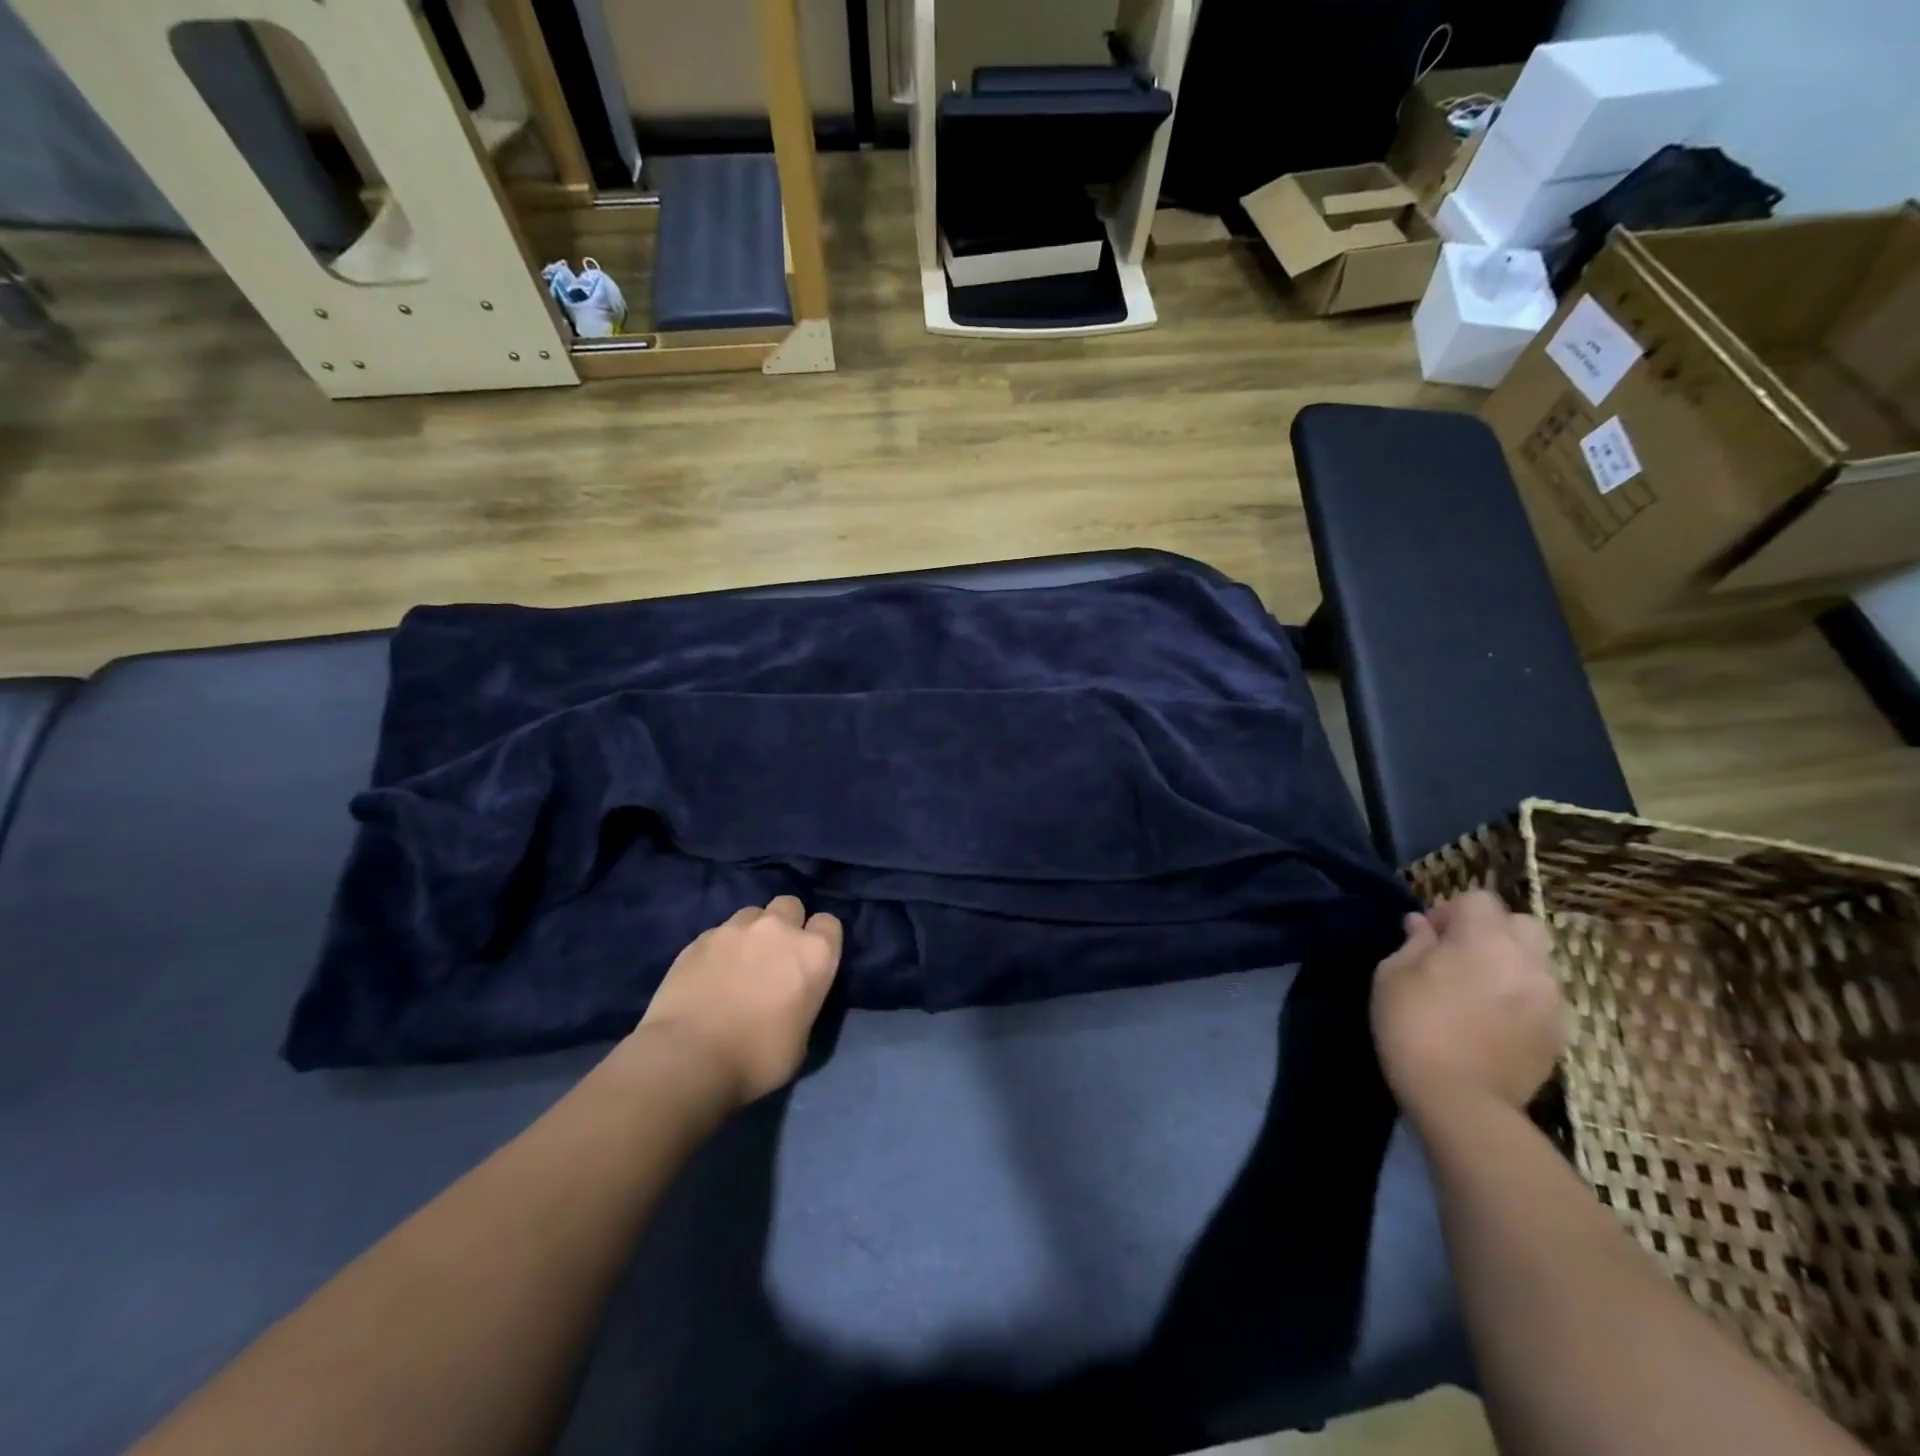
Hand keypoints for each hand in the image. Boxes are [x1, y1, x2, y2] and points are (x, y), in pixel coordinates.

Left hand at [638, 895, 842, 1106]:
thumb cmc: (756, 1059)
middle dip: (786, 924)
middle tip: (775, 956)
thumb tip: (792, 998)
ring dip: (752, 932)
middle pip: (790, 905)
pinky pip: (719, 932)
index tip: (810, 961)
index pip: (829, 924)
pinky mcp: (700, 938)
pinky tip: (709, 974)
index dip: (820, 940)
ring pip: (752, 914)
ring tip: (739, 962)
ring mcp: (736, 929)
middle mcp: (779, 929)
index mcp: (814, 953)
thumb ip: (803, 1002)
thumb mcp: (801, 1039)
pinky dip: (720, 948)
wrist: (688, 1059)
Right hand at [1371, 889, 1566, 1120]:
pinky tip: (1495, 1019)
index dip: (1450, 910)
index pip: (1478, 899)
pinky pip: (1544, 995)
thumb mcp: (1392, 976)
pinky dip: (1522, 995)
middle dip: (1493, 929)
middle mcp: (1527, 960)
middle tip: (1460, 955)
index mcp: (1484, 939)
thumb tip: (1422, 926)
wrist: (1460, 1099)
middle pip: (1521, 923)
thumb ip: (1413, 944)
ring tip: (1480, 989)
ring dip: (1511, 962)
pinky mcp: (1560, 1031)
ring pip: (1537, 960)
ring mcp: (1551, 997)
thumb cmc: (1413, 1026)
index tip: (1428, 936)